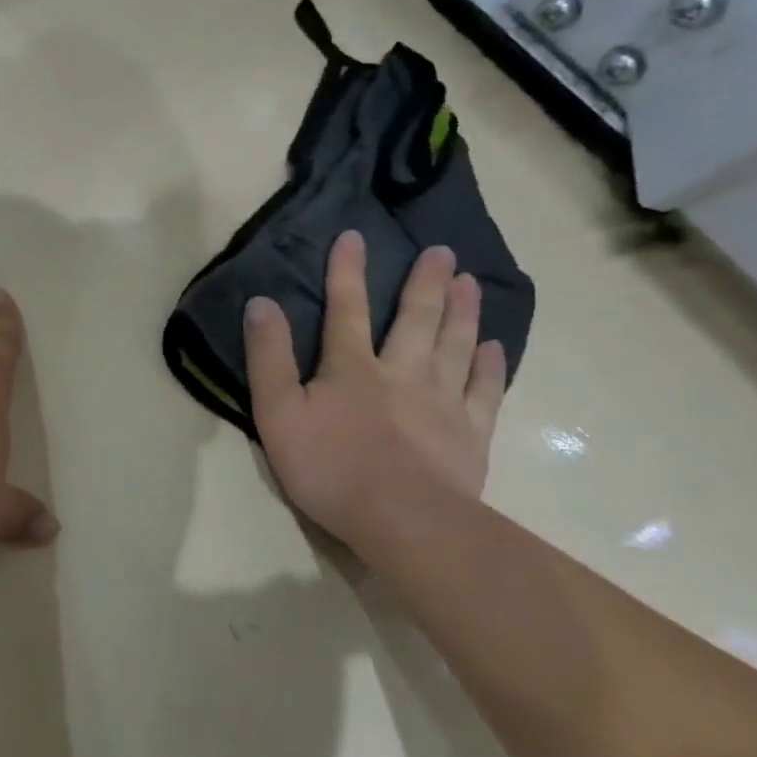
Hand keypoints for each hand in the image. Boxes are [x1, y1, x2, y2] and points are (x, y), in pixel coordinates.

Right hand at [243, 230, 506, 544]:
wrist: (404, 520)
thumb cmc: (330, 467)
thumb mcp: (277, 412)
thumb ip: (268, 357)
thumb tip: (261, 303)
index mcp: (351, 367)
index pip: (346, 308)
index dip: (347, 271)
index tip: (355, 236)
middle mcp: (402, 372)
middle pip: (416, 319)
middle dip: (425, 282)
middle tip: (442, 251)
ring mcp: (442, 402)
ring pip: (455, 345)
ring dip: (462, 311)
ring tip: (471, 281)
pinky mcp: (470, 434)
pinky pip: (484, 390)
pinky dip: (490, 365)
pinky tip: (494, 347)